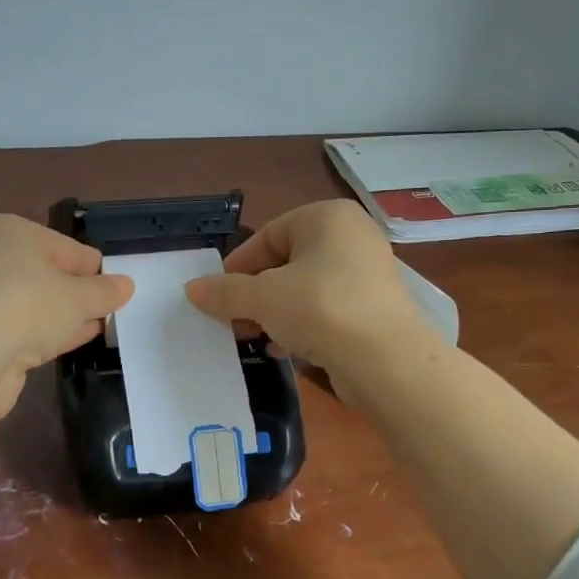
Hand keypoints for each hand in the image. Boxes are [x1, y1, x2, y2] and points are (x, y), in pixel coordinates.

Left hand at [0, 214, 134, 421]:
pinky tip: (78, 341)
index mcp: (10, 232)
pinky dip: (51, 335)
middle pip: (50, 275)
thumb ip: (105, 291)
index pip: (67, 248)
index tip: (119, 289)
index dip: (95, 269)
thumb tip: (126, 285)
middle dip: (80, 293)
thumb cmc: (28, 305)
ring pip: (39, 305)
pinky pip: (28, 330)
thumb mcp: (79, 296)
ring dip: (67, 316)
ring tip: (105, 326)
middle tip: (115, 309)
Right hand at [185, 200, 435, 383]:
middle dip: (254, 294)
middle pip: (285, 263)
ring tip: (254, 338)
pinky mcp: (373, 309)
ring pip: (304, 289)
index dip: (237, 266)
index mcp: (327, 218)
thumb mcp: (262, 298)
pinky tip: (283, 349)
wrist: (386, 361)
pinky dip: (301, 326)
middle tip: (232, 321)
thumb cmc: (320, 309)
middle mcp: (351, 237)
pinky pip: (326, 310)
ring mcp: (366, 273)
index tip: (216, 296)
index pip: (268, 235)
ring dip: (274, 313)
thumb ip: (224, 292)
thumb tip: (192, 289)